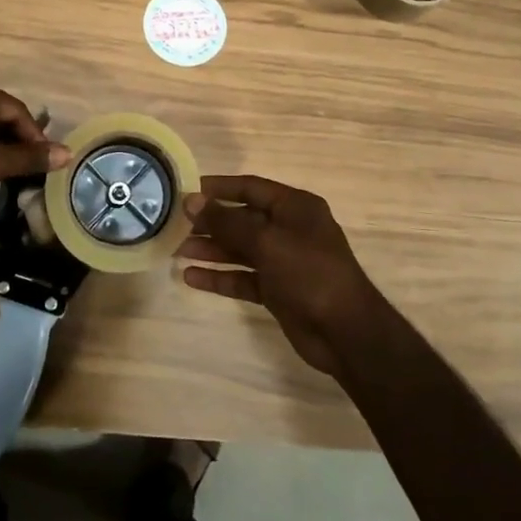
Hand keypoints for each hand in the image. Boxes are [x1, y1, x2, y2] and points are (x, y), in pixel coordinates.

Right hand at [179, 175, 386, 375]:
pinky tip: (191, 278)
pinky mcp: (277, 290)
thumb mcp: (267, 241)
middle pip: (242, 219)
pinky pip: (243, 277)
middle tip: (175, 225)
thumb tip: (191, 201)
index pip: (250, 188)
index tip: (186, 191)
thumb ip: (227, 221)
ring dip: (211, 249)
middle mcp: (289, 229)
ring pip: (240, 249)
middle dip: (210, 222)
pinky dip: (220, 276)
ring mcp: (283, 260)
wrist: (346, 333)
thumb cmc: (309, 273)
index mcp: (295, 207)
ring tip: (177, 251)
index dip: (218, 188)